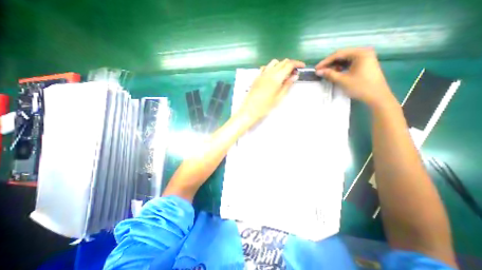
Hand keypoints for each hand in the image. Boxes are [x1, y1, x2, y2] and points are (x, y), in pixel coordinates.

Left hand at [236, 58, 302, 126]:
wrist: (250, 109)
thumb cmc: (265, 106)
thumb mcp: (279, 97)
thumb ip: (287, 85)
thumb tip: (295, 76)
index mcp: (276, 77)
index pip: (289, 64)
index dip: (297, 64)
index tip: (302, 67)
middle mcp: (269, 72)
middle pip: (282, 62)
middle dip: (290, 65)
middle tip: (294, 73)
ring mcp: (261, 74)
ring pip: (274, 62)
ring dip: (281, 65)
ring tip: (283, 74)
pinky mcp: (256, 77)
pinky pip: (265, 67)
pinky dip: (271, 67)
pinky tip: (272, 75)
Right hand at [318, 47, 394, 107]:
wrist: (376, 96)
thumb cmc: (360, 87)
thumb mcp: (342, 80)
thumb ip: (329, 74)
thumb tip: (318, 72)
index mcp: (360, 53)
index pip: (338, 54)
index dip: (325, 62)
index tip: (316, 68)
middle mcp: (363, 52)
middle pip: (342, 55)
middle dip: (330, 63)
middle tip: (320, 71)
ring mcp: (364, 58)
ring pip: (345, 60)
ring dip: (334, 66)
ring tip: (326, 73)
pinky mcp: (364, 64)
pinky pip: (349, 63)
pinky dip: (340, 68)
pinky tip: (335, 73)